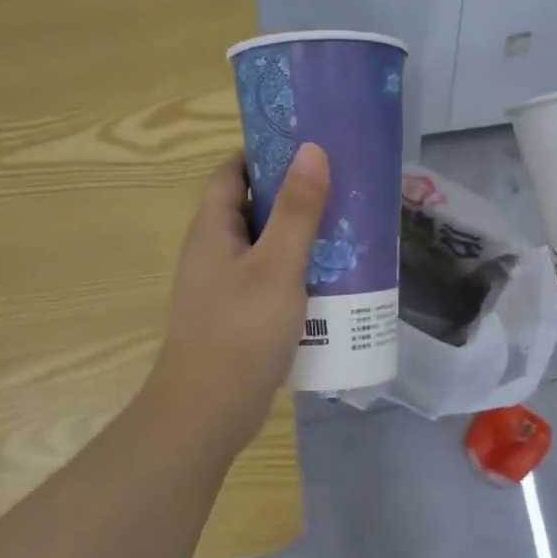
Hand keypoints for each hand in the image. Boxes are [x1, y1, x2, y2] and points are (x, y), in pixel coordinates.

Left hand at [143, 144, 329, 452]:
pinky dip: (300, 273)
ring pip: (267, 247)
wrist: (208, 412)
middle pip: (254, 208)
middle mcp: (214, 252)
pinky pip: (272, 280)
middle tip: (342, 187)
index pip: (233, 172)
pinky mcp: (241, 316)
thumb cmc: (241, 330)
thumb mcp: (277, 264)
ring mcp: (226, 287)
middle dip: (295, 196)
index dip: (265, 153)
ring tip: (348, 229)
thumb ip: (297, 209)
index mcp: (213, 229)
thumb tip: (312, 150)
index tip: (309, 145)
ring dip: (302, 237)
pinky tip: (334, 281)